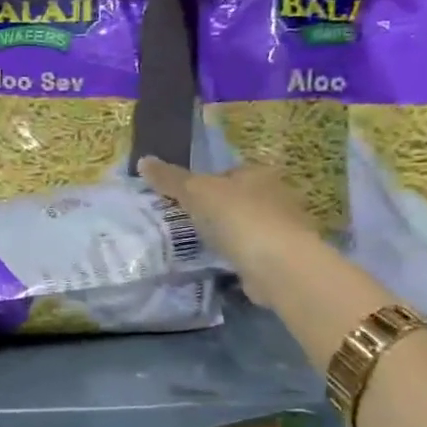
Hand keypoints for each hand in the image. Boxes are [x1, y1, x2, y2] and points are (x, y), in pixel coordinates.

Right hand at [137, 156, 320, 303]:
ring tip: (199, 246)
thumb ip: (170, 179)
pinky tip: (220, 265)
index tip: (184, 201)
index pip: (228, 172)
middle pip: (237, 199)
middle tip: (187, 224)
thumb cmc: (238, 218)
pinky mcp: (283, 257)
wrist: (278, 266)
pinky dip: (238, 257)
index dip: (205, 184)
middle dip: (216, 210)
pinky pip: (252, 252)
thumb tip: (143, 160)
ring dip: (227, 235)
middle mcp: (276, 195)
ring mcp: (283, 228)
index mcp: (259, 173)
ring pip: (245, 226)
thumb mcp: (196, 192)